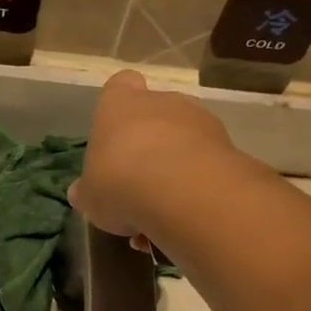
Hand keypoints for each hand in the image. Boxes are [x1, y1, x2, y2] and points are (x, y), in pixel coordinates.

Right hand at [69, 70, 238, 246]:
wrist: (181, 193)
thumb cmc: (119, 181)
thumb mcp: (90, 195)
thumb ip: (88, 191)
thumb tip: (81, 192)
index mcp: (121, 104)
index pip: (120, 86)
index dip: (119, 107)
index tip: (115, 135)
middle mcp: (163, 102)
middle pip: (156, 117)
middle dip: (149, 150)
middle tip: (137, 189)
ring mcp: (200, 121)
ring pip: (183, 146)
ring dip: (174, 176)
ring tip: (160, 219)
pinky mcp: (228, 148)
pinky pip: (206, 169)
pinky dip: (196, 192)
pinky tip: (183, 223)